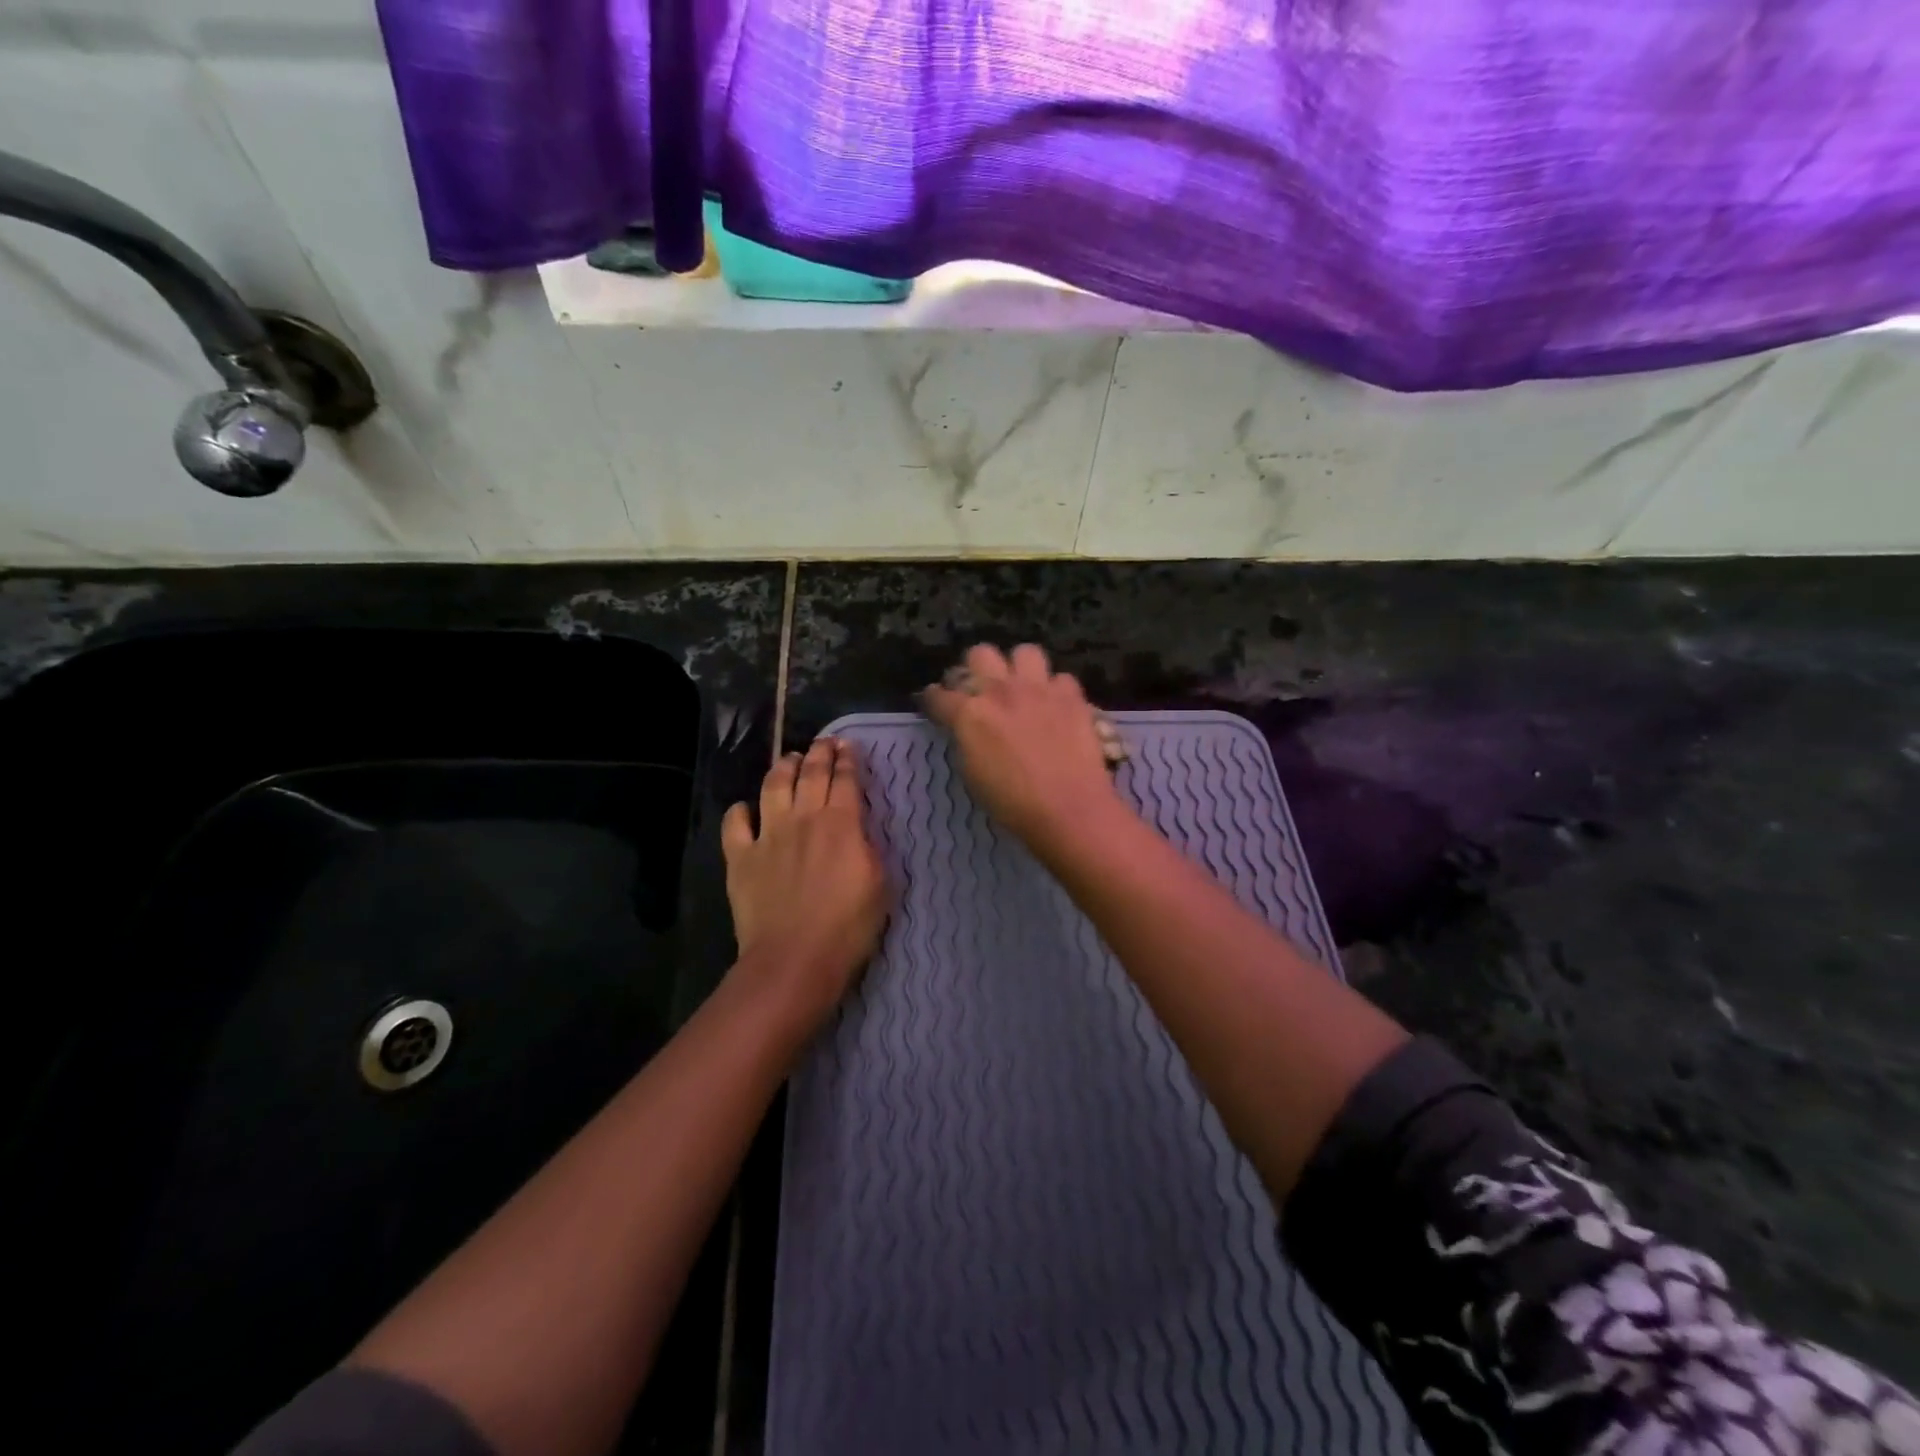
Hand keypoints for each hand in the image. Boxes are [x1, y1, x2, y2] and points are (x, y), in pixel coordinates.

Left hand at [722, 737, 888, 1027]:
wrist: (795, 959)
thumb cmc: (848, 927)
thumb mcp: (880, 884)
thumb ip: (869, 848)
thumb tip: (859, 830)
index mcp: (841, 823)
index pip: (845, 779)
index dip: (847, 760)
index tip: (848, 746)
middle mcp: (803, 819)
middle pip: (810, 774)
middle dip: (819, 753)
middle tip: (824, 743)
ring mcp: (768, 836)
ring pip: (773, 787)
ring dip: (783, 768)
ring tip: (790, 759)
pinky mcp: (741, 858)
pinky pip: (736, 823)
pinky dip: (741, 810)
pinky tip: (746, 808)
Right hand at [921, 643, 1129, 857]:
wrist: (1068, 808)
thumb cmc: (1012, 803)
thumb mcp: (972, 774)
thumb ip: (966, 740)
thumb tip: (966, 729)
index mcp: (969, 713)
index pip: (939, 694)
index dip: (933, 699)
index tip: (935, 704)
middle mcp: (1001, 691)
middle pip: (980, 653)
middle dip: (976, 669)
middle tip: (982, 691)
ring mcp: (1039, 689)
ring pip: (1025, 652)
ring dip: (1020, 668)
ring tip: (1023, 688)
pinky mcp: (1072, 696)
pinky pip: (1061, 678)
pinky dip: (1057, 691)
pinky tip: (1056, 707)